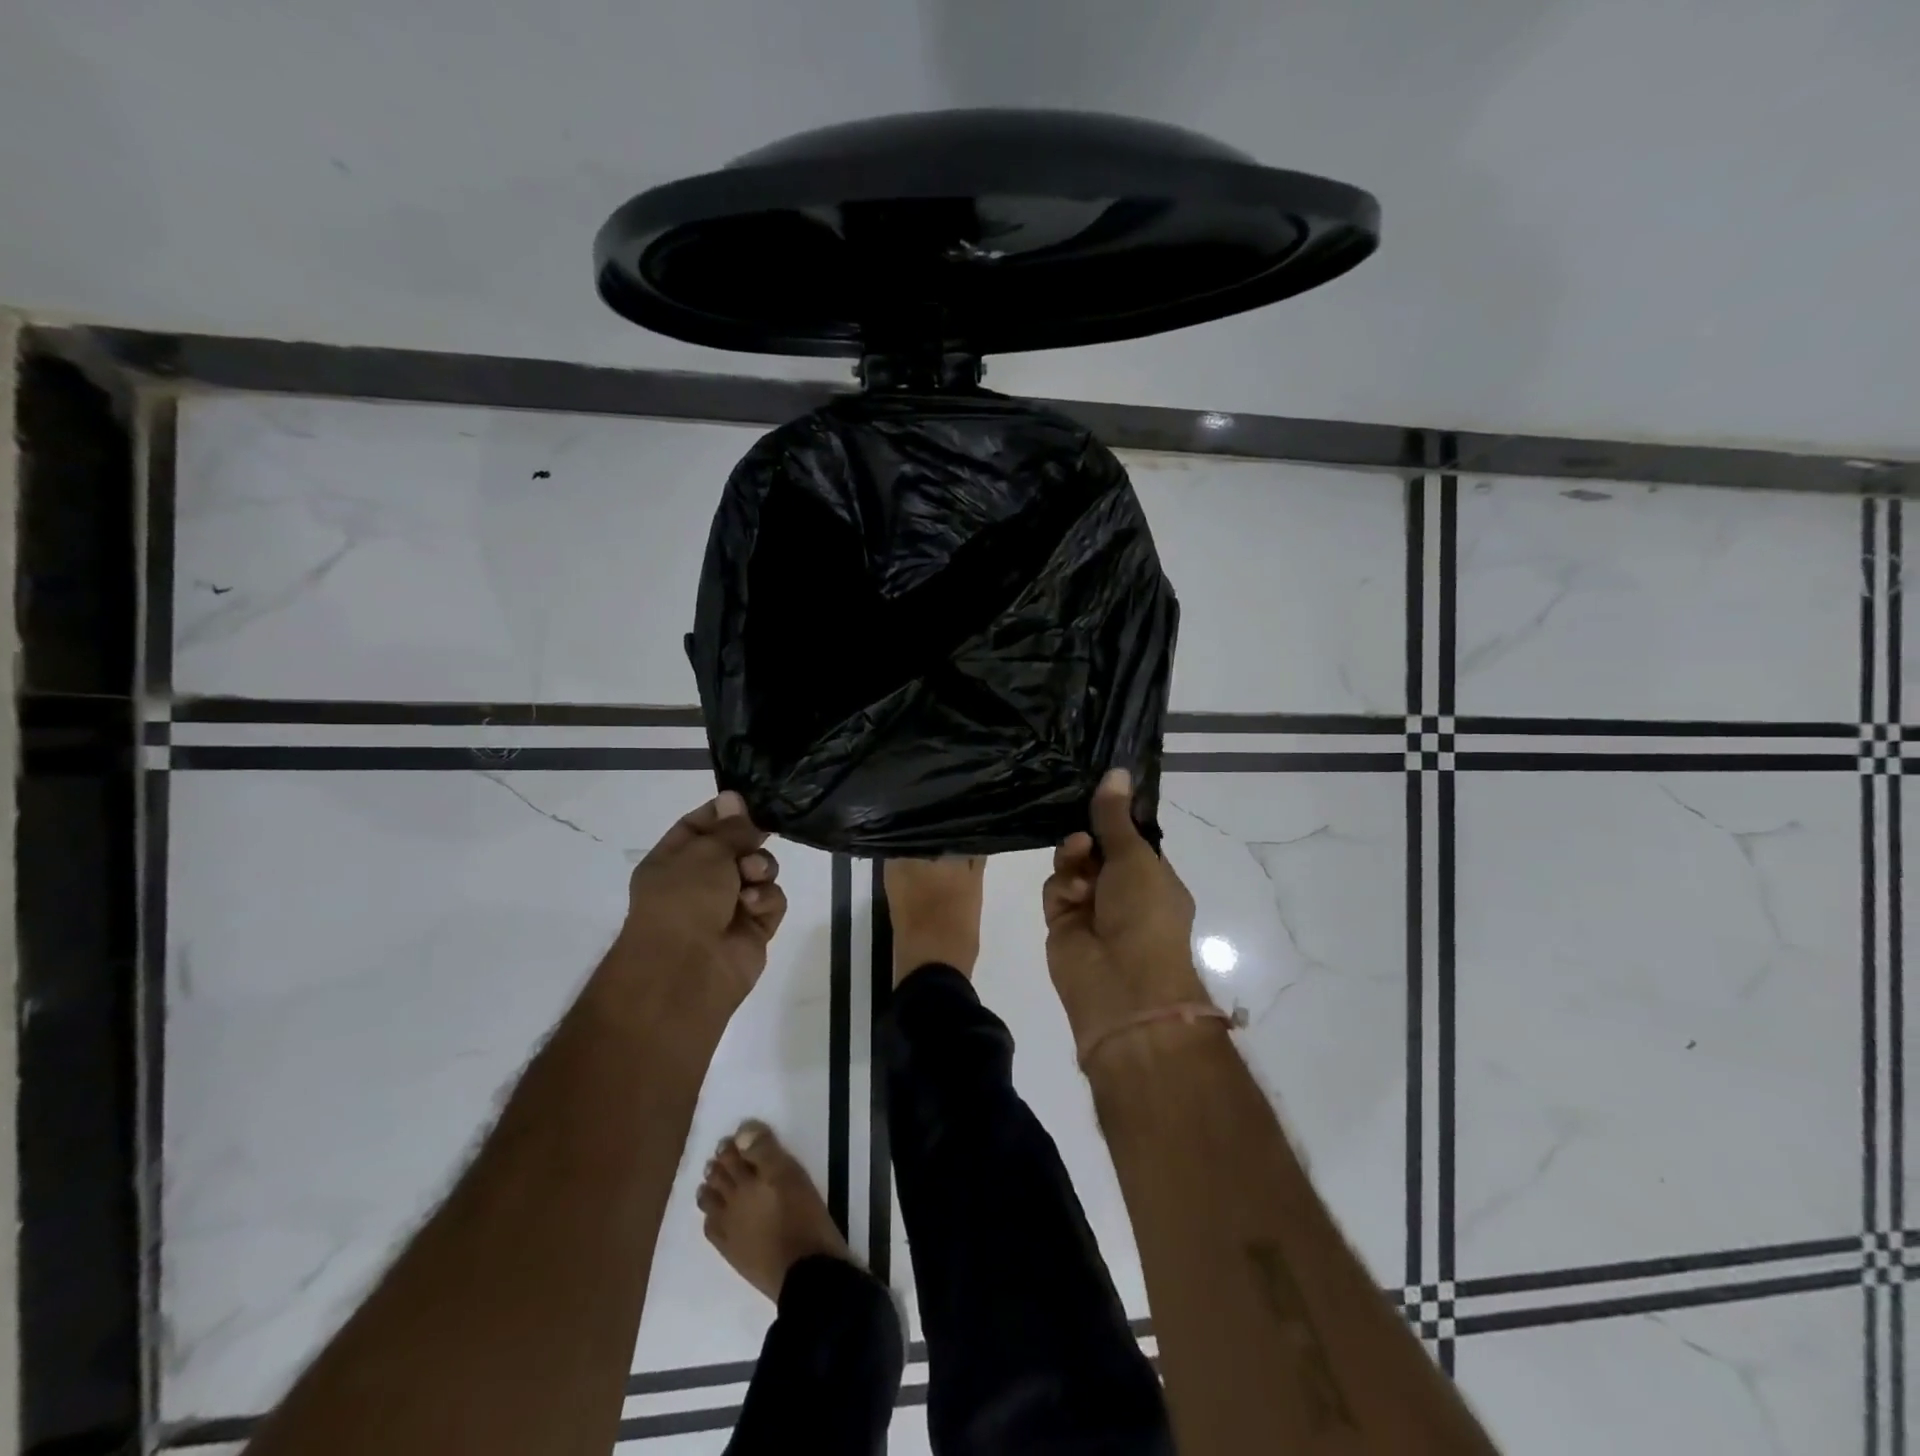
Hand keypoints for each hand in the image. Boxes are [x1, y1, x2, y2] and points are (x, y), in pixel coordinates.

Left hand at [612, 790, 787, 1019]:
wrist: (686, 970)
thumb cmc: (684, 900)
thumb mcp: (705, 851)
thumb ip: (730, 827)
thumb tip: (734, 796)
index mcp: (673, 861)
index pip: (700, 825)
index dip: (724, 813)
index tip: (749, 802)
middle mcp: (700, 882)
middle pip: (737, 847)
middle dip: (749, 841)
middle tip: (756, 838)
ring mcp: (728, 906)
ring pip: (760, 872)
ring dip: (760, 869)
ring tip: (752, 878)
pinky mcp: (753, 929)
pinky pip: (771, 901)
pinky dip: (766, 900)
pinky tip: (752, 907)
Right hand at [1043, 769, 1205, 1042]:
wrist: (1122, 984)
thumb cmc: (1144, 914)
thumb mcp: (1135, 857)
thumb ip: (1115, 816)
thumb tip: (1116, 771)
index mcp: (1154, 878)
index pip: (1130, 838)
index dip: (1114, 817)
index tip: (1096, 791)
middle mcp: (1124, 892)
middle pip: (1097, 849)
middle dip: (1088, 835)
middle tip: (1083, 826)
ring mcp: (1092, 908)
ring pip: (1072, 864)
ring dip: (1074, 858)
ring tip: (1077, 856)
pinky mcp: (1063, 922)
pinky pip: (1056, 888)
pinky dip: (1062, 885)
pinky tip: (1072, 891)